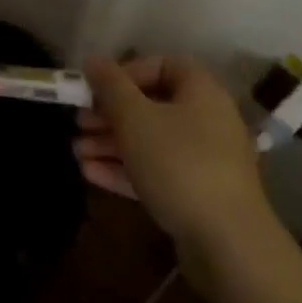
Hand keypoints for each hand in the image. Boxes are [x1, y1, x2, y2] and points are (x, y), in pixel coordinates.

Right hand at [74, 56, 270, 250]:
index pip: (162, 65)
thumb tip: (92, 60)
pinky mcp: (196, 193)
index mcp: (201, 91)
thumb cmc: (178, 163)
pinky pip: (156, 170)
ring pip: (150, 140)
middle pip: (151, 105)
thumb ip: (110, 86)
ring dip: (111, 143)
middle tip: (78, 123)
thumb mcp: (135, 118)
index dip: (126, 72)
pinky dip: (125, 168)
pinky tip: (90, 172)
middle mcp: (207, 119)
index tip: (97, 88)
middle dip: (110, 114)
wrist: (226, 242)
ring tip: (75, 152)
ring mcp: (204, 159)